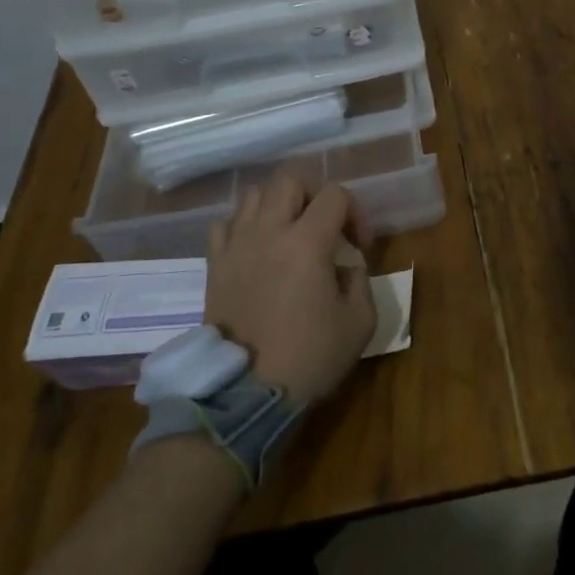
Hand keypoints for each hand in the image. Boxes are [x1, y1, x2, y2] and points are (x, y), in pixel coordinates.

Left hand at [204, 170, 375, 404]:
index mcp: (307, 242)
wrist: (245, 395)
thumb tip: (345, 264)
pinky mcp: (214, 265)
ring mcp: (236, 246)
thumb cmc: (309, 358)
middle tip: (324, 223)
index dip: (355, 212)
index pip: (335, 194)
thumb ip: (360, 280)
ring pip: (254, 195)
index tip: (359, 246)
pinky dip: (242, 226)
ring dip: (277, 205)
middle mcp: (268, 232)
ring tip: (289, 233)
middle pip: (290, 179)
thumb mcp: (359, 322)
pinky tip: (256, 249)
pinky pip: (224, 224)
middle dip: (315, 192)